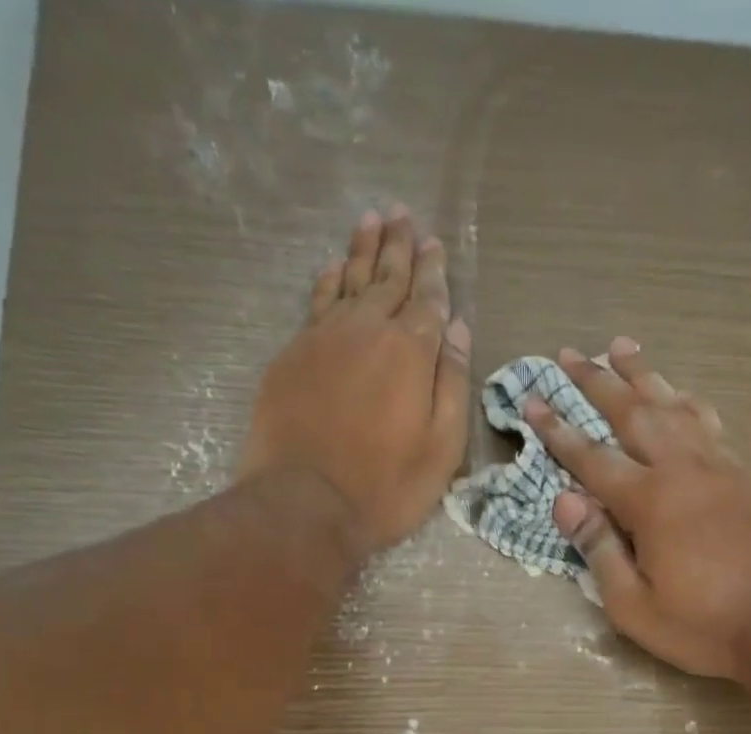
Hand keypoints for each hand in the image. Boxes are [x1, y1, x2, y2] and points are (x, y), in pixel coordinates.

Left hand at [237, 206, 471, 556]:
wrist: (305, 503)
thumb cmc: (386, 487)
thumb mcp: (441, 449)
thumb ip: (452, 385)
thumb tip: (458, 330)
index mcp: (411, 352)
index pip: (427, 300)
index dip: (434, 272)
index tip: (435, 244)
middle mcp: (367, 330)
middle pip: (387, 278)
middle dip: (399, 246)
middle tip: (403, 214)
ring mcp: (324, 338)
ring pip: (349, 280)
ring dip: (363, 250)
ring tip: (372, 220)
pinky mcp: (293, 354)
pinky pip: (317, 302)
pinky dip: (329, 279)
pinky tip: (334, 266)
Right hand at [524, 339, 750, 681]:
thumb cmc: (699, 624)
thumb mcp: (633, 605)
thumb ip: (598, 549)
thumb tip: (565, 500)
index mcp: (649, 502)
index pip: (591, 457)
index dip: (558, 430)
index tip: (532, 399)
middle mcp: (681, 469)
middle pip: (633, 412)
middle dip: (597, 382)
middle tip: (569, 354)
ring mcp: (717, 465)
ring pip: (673, 405)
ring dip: (643, 374)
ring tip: (621, 346)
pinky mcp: (741, 473)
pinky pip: (707, 422)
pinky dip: (685, 400)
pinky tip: (677, 392)